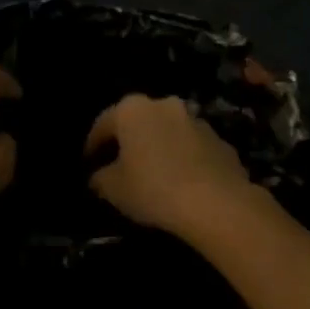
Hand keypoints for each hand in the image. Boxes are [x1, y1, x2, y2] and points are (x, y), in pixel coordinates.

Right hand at [84, 94, 255, 240]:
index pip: (103, 124)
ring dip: (159, 148)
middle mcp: (165, 105)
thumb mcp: (113, 189)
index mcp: (132, 110)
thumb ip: (100, 178)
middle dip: (129, 142)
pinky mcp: (221, 141)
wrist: (216, 203)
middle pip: (139, 123)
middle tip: (120, 166)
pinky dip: (184, 160)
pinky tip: (181, 183)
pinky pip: (193, 148)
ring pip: (169, 132)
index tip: (88, 164)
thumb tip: (98, 177)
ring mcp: (197, 121)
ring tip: (153, 175)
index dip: (92, 146)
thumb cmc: (153, 189)